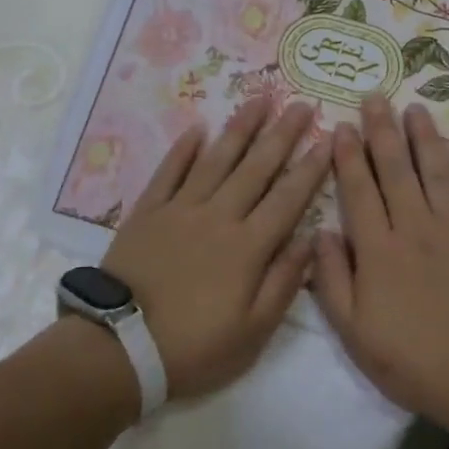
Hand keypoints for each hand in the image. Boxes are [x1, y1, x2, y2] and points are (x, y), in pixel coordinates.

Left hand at [102, 98, 329, 402]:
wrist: (120, 348)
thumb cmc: (193, 347)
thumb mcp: (252, 332)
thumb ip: (284, 283)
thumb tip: (310, 240)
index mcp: (249, 246)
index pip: (288, 198)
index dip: (310, 168)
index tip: (329, 139)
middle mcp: (219, 216)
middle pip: (257, 168)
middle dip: (282, 134)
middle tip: (301, 104)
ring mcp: (181, 209)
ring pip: (217, 159)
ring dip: (240, 128)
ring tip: (259, 99)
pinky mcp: (148, 212)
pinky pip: (169, 172)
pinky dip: (183, 149)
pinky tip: (197, 128)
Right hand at [312, 96, 448, 428]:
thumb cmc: (413, 362)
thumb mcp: (354, 333)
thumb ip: (333, 280)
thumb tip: (319, 232)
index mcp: (379, 250)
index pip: (358, 191)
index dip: (348, 156)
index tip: (341, 126)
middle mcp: (416, 227)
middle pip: (396, 170)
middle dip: (383, 131)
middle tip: (375, 97)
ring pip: (437, 172)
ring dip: (425, 138)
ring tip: (415, 109)